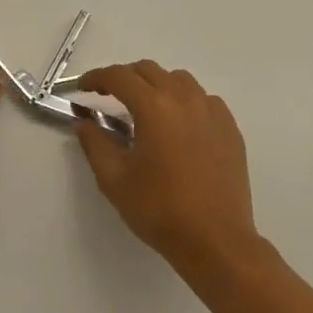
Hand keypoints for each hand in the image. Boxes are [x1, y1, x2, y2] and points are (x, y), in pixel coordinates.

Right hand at [73, 62, 260, 275]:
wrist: (216, 241)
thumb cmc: (160, 210)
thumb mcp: (114, 180)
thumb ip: (95, 143)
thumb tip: (83, 122)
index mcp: (154, 107)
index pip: (119, 77)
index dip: (96, 78)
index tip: (82, 89)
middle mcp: (184, 99)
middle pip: (148, 71)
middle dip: (124, 79)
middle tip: (108, 98)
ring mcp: (211, 111)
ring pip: (178, 80)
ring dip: (156, 86)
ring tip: (145, 110)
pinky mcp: (229, 128)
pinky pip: (203, 99)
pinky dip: (184, 101)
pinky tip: (178, 126)